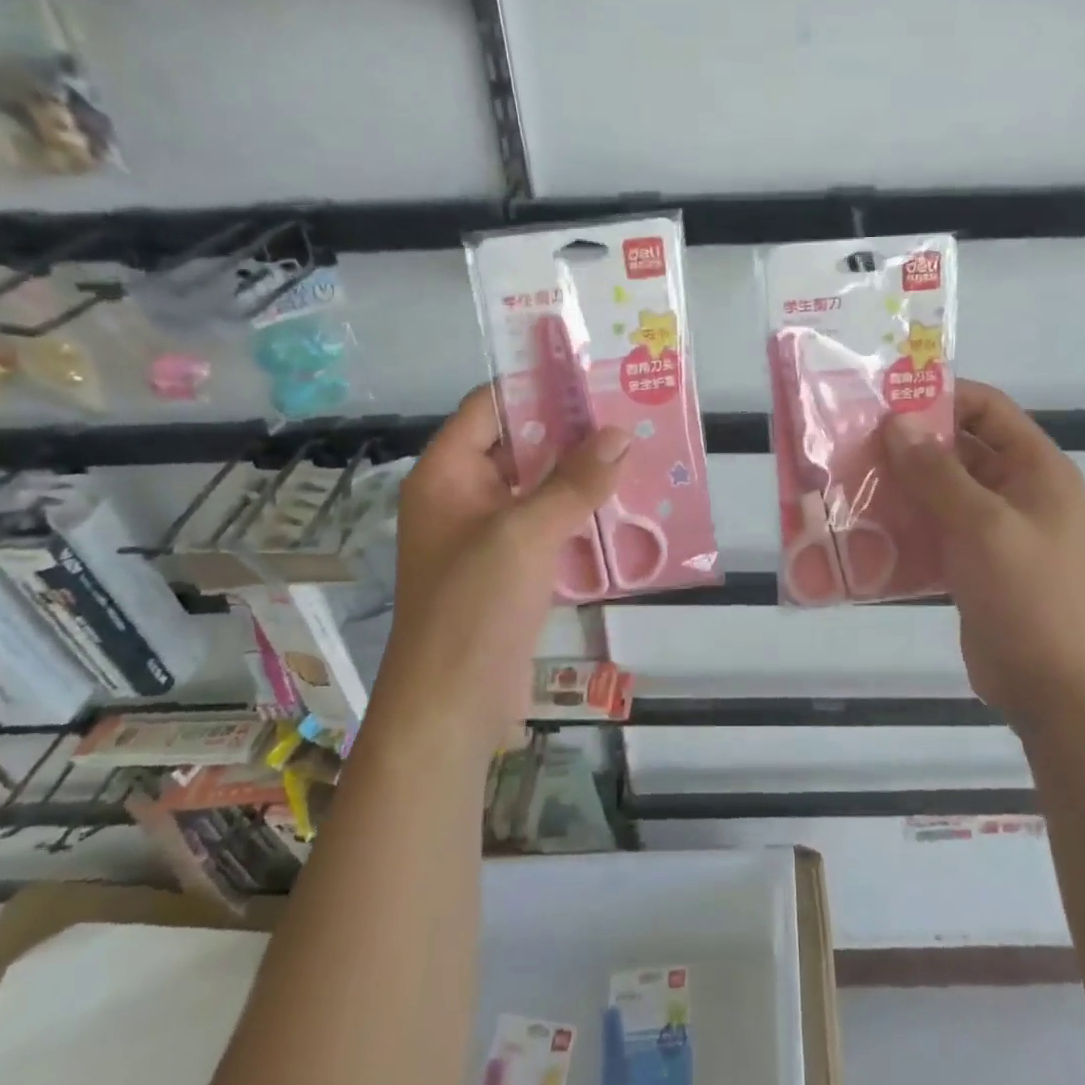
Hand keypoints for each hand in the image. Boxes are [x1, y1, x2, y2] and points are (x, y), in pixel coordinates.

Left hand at [380, 386, 629, 754]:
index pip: (489, 408)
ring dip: (583, 473)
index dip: (535, 386)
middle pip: (520, 445)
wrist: (451, 710)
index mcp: (446, 474)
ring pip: (540, 486)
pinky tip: (626, 504)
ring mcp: (489, 534)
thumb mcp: (524, 535)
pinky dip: (582, 513)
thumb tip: (620, 434)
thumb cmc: (472, 609)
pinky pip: (549, 524)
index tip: (590, 373)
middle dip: (571, 430)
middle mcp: (464, 495)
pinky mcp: (513, 567)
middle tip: (628, 410)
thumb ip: (574, 482)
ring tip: (638, 450)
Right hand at [883, 381, 1084, 728]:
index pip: (988, 408)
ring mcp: (994, 528)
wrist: (1052, 688)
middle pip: (959, 447)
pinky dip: (903, 520)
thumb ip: (937, 472)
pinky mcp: (972, 560)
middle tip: (854, 438)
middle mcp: (1017, 490)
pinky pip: (933, 525)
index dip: (941, 397)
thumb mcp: (982, 526)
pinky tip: (863, 523)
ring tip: (849, 477)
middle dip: (910, 442)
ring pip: (941, 488)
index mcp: (1036, 469)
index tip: (886, 399)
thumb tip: (896, 422)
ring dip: (901, 482)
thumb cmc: (1027, 595)